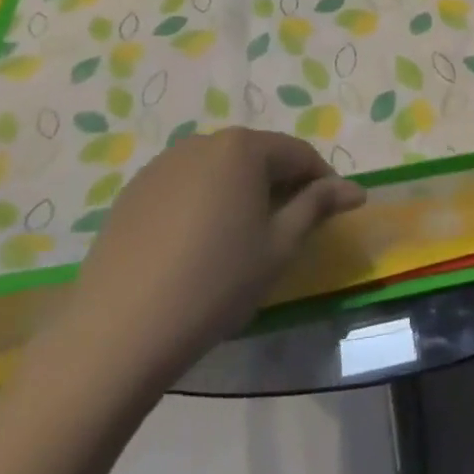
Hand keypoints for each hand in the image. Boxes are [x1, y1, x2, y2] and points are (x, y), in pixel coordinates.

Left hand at [61, 128, 364, 385]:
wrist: (119, 331)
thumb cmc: (216, 283)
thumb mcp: (279, 247)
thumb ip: (317, 207)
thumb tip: (355, 189)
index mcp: (242, 147)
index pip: (298, 153)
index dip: (322, 180)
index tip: (333, 212)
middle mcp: (202, 142)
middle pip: (257, 156)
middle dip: (280, 184)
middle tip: (289, 228)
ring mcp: (162, 165)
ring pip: (219, 170)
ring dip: (241, 192)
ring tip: (243, 237)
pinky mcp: (133, 191)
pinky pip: (184, 185)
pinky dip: (203, 203)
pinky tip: (198, 245)